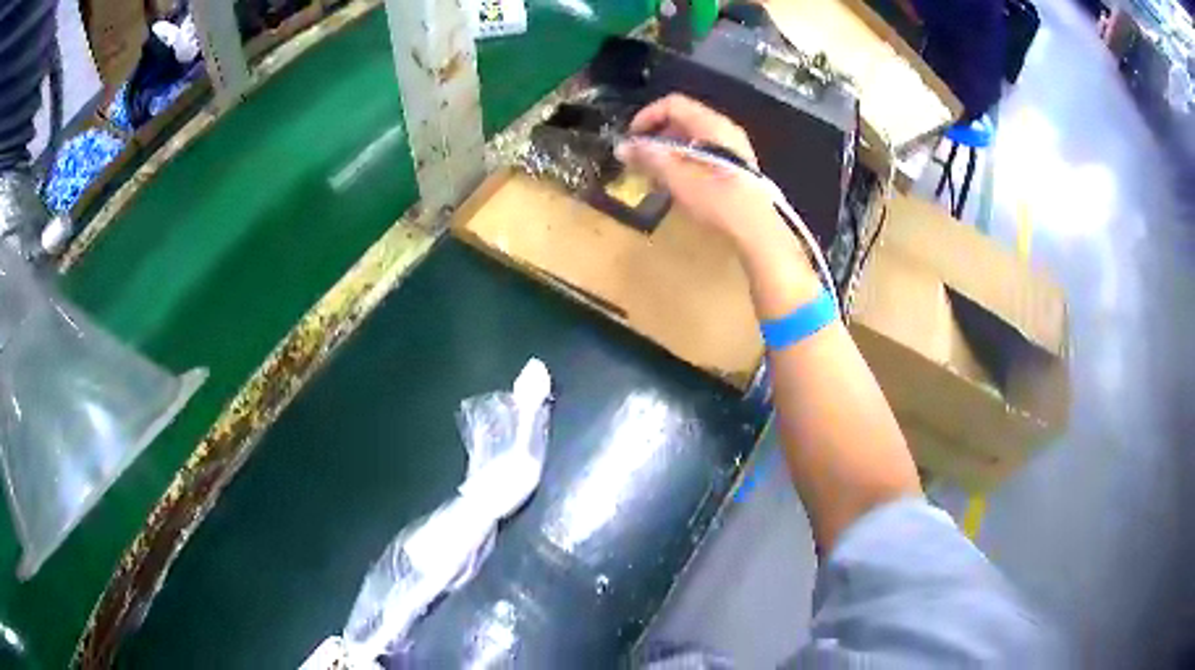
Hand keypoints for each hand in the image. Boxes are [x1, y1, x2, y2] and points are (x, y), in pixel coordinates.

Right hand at [614, 94, 778, 248]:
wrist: (758, 230)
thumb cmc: (717, 199)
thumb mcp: (677, 178)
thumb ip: (649, 158)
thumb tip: (622, 147)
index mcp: (711, 124)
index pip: (673, 104)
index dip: (647, 116)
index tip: (631, 138)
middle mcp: (725, 129)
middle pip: (683, 119)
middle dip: (657, 136)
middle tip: (640, 158)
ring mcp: (735, 148)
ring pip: (693, 138)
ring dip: (670, 152)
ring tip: (655, 175)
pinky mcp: (738, 167)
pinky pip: (705, 152)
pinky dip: (686, 161)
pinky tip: (678, 185)